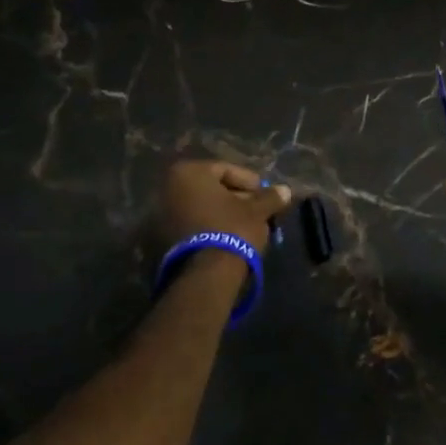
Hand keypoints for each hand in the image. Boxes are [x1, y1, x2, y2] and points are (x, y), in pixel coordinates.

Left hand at [155, 160, 291, 255]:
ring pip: (201, 208)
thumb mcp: (257, 210)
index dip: (250, 182)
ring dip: (223, 214)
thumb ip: (270, 197)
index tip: (265, 196)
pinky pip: (192, 225)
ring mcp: (160, 215)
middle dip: (236, 198)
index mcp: (188, 172)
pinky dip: (209, 227)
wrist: (205, 274)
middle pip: (211, 189)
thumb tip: (285, 190)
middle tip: (257, 211)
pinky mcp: (161, 239)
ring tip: (246, 227)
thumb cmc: (232, 229)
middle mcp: (168, 188)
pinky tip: (228, 238)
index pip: (226, 170)